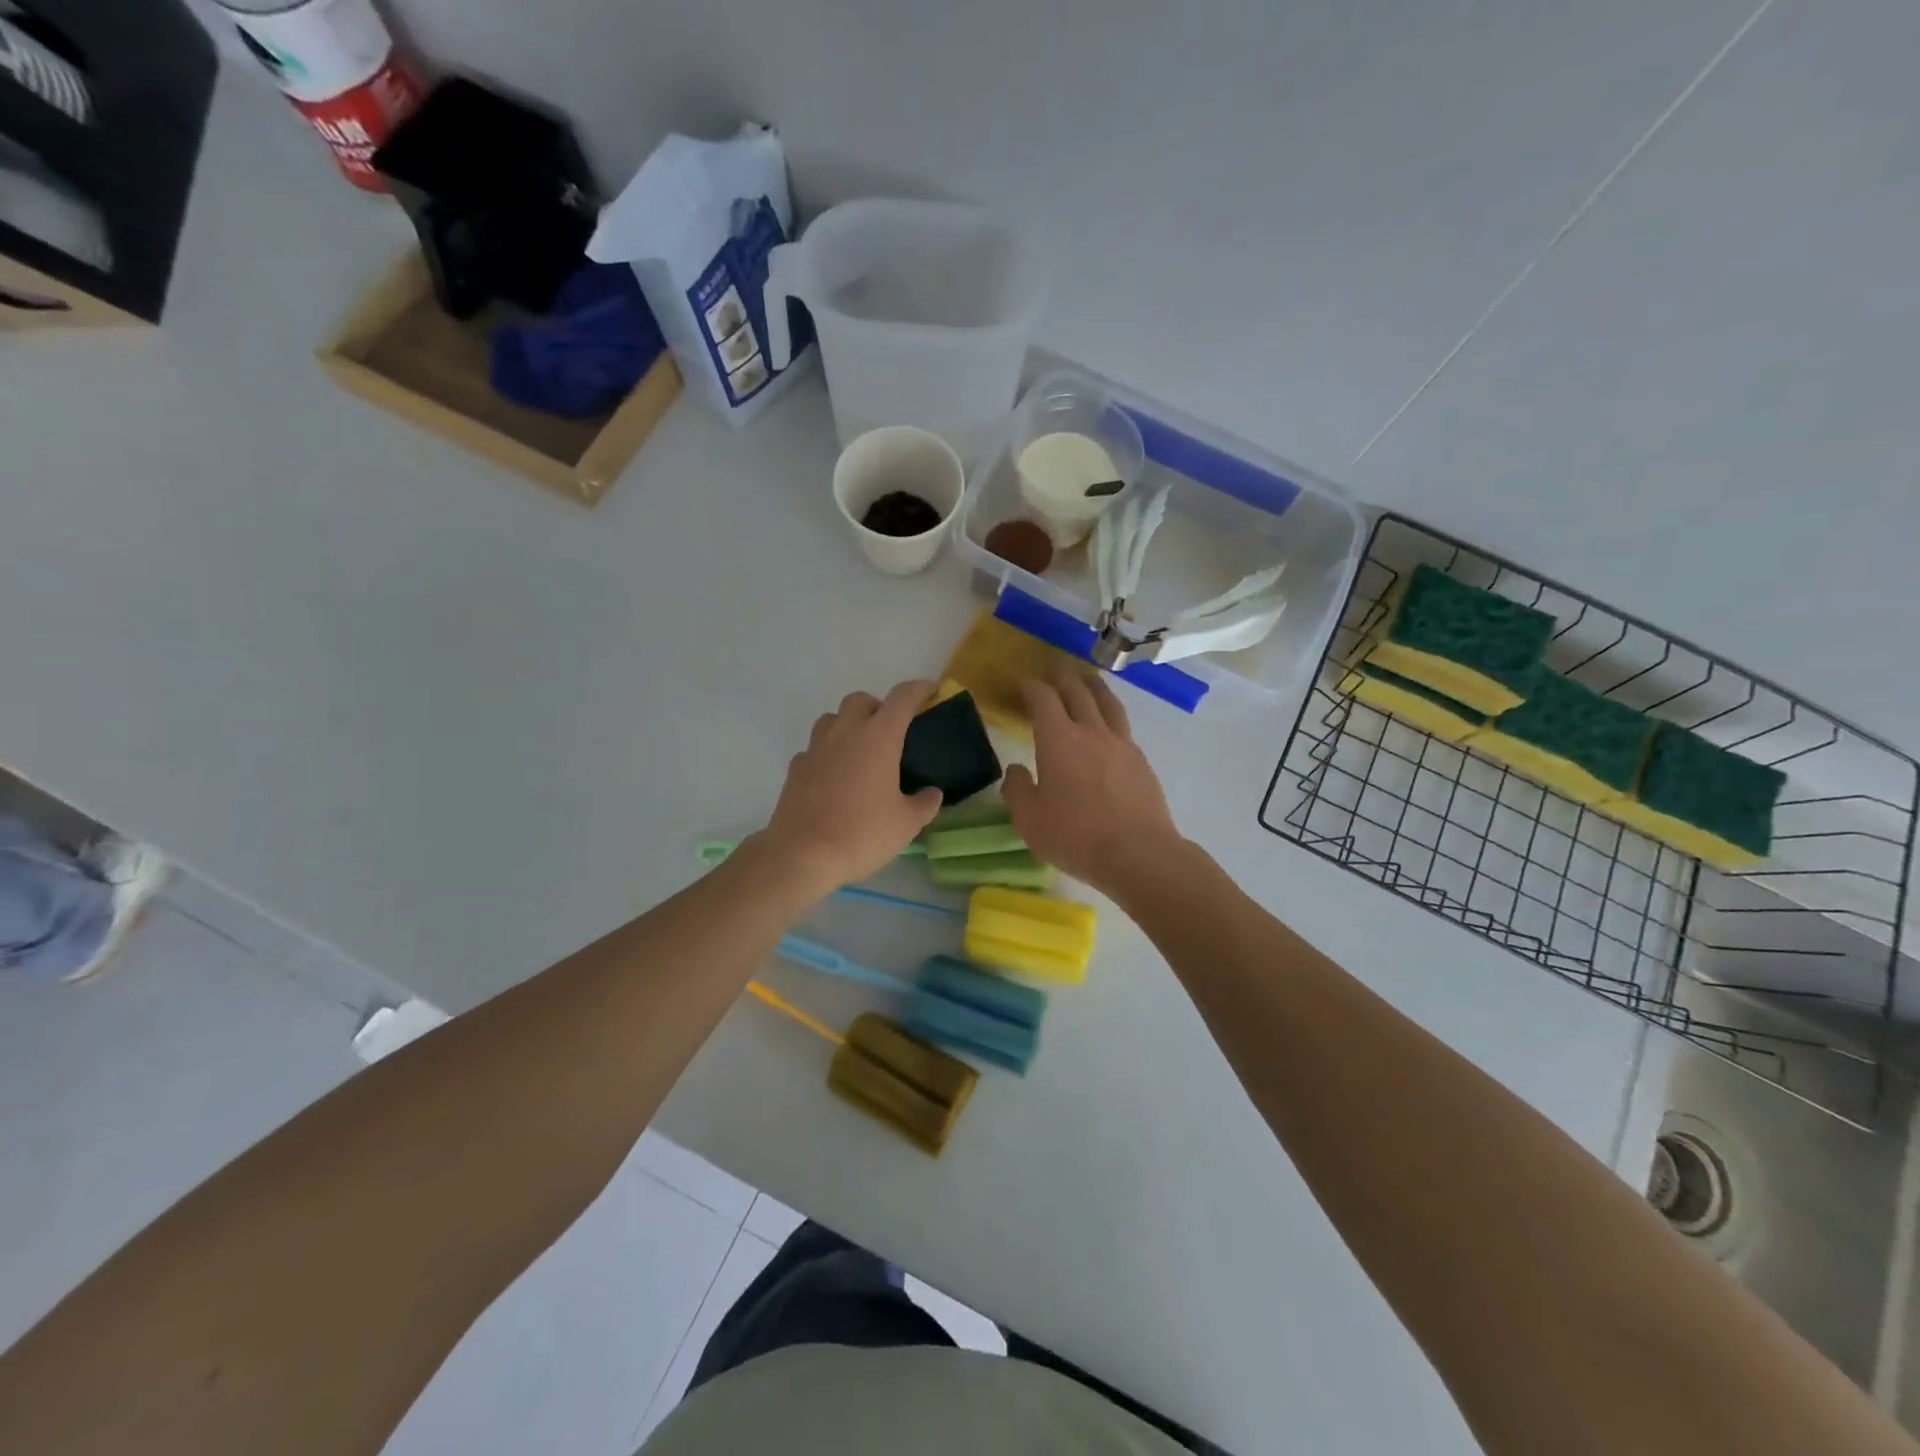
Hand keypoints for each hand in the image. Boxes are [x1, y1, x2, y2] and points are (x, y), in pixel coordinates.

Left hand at [758, 681, 944, 894]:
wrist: (802, 854)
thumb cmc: (862, 833)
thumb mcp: (906, 824)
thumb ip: (925, 803)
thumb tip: (932, 793)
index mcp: (879, 736)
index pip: (903, 697)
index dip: (920, 689)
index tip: (931, 691)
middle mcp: (846, 732)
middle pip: (861, 699)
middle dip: (878, 707)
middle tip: (891, 732)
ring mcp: (816, 747)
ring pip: (832, 718)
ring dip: (848, 724)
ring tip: (860, 751)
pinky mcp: (796, 767)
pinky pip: (814, 748)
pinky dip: (827, 753)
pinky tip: (834, 776)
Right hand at [1002, 675, 1182, 897]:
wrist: (1138, 854)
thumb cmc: (1076, 837)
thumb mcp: (1029, 820)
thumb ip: (1017, 790)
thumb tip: (1017, 770)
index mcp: (1058, 740)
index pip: (1043, 699)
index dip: (1031, 687)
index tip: (1023, 684)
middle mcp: (1091, 732)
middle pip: (1077, 692)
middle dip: (1062, 677)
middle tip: (1054, 669)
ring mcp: (1121, 744)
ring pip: (1107, 703)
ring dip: (1093, 686)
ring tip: (1087, 679)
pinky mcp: (1141, 761)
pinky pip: (1122, 727)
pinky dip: (1110, 715)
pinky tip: (1108, 726)